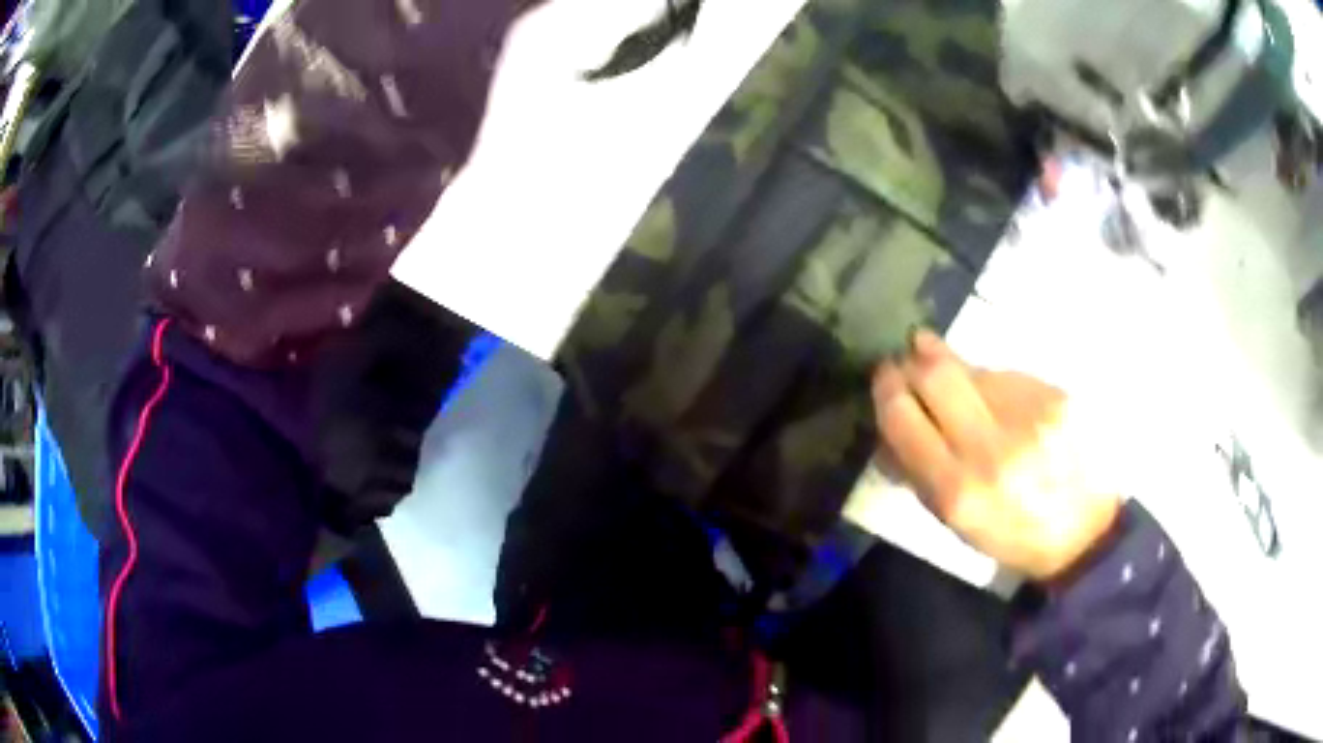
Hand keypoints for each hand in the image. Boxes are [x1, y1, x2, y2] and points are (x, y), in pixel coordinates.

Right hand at [871, 330, 1120, 580]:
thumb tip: (887, 426)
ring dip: (960, 371)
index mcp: (958, 491)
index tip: (885, 376)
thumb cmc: (1012, 535)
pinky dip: (998, 383)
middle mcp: (993, 448)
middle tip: (912, 356)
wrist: (1085, 532)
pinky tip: (1008, 403)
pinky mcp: (1058, 397)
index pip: (903, 417)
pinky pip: (1011, 374)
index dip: (887, 389)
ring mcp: (1031, 416)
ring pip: (976, 368)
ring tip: (968, 391)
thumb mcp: (956, 524)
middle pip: (937, 374)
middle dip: (916, 360)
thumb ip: (917, 473)